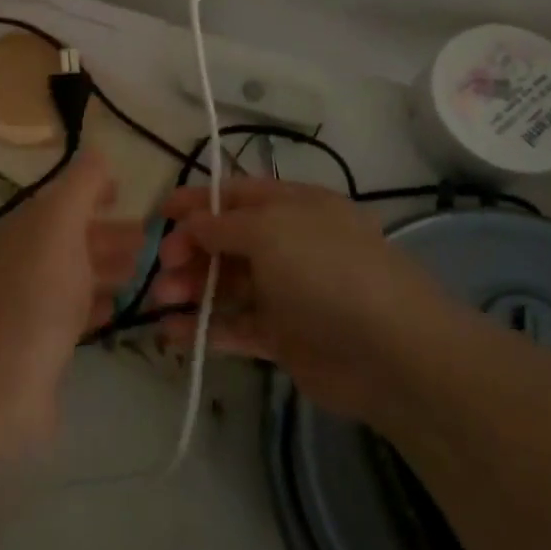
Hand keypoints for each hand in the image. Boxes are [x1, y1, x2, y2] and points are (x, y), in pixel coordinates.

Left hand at [0, 151, 141, 395]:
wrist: (3, 383)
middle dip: (111, 232)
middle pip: (72, 236)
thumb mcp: (61, 223)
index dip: (93, 190)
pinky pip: (75, 311)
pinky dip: (99, 302)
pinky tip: (122, 306)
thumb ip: (81, 185)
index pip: (61, 197)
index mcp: (23, 226)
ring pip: (76, 273)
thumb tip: (98, 153)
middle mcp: (23, 258)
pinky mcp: (41, 342)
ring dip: (110, 266)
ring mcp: (30, 301)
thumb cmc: (38, 293)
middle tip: (155, 239)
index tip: (128, 193)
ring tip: (150, 270)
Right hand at [152, 178, 450, 420]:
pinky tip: (171, 332)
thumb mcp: (271, 231)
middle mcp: (289, 244)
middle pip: (227, 241)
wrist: (391, 353)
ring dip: (191, 288)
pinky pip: (236, 325)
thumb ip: (223, 225)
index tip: (159, 213)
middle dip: (189, 249)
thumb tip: (192, 221)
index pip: (236, 196)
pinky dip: (205, 328)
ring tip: (161, 300)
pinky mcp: (284, 337)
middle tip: (161, 267)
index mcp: (294, 207)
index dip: (197, 201)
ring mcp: (287, 292)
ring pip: (227, 284)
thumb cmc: (327, 271)